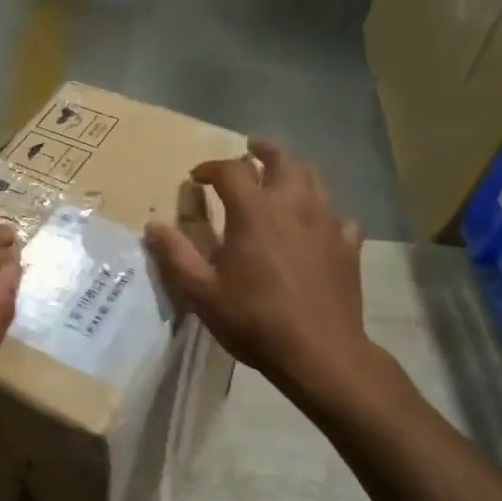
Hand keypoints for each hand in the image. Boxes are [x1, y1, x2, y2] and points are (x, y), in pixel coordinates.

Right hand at [145, 140, 368, 391]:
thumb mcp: (202, 292)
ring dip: (294, 170)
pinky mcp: (347, 246)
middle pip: (282, 160)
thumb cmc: (254, 319)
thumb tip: (153, 226)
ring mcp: (326, 222)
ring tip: (281, 173)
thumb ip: (176, 255)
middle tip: (250, 148)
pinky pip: (338, 216)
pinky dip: (323, 211)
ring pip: (313, 179)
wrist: (320, 352)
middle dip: (263, 150)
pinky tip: (317, 223)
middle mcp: (293, 205)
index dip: (210, 168)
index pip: (230, 170)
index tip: (196, 178)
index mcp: (255, 211)